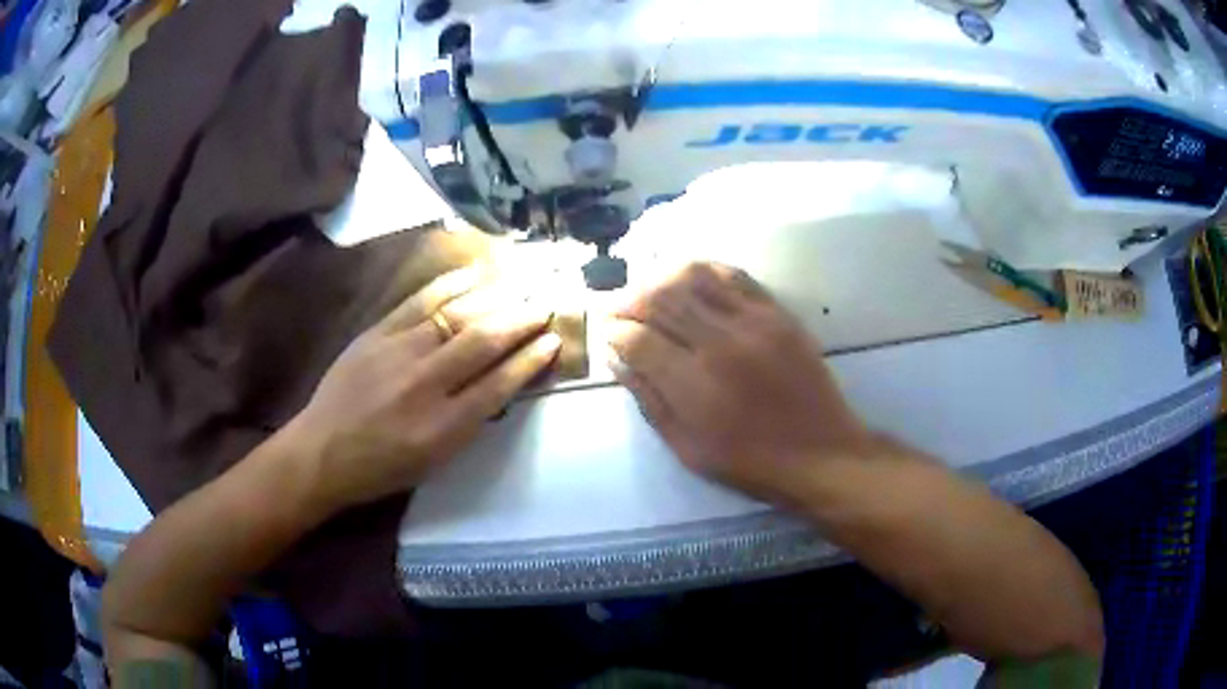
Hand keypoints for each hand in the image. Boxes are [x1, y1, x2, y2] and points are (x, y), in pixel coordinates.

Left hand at [288, 268, 560, 512]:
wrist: (322, 451)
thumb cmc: (381, 468)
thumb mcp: (434, 462)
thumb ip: (469, 423)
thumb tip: (501, 383)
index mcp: (444, 428)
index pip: (500, 384)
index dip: (531, 359)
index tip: (554, 339)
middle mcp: (426, 385)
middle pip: (484, 341)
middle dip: (521, 319)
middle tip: (545, 304)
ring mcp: (399, 352)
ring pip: (457, 315)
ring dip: (494, 297)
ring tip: (520, 285)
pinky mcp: (377, 333)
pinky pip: (419, 301)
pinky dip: (450, 285)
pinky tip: (473, 274)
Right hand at [607, 262, 876, 505]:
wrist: (820, 453)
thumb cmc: (750, 462)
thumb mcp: (687, 448)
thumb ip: (649, 400)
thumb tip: (618, 359)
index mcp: (695, 385)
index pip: (638, 339)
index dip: (614, 332)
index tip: (607, 334)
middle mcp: (720, 343)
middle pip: (660, 300)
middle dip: (629, 300)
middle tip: (617, 308)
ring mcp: (753, 322)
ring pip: (693, 277)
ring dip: (660, 278)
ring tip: (647, 289)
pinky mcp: (778, 313)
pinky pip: (733, 276)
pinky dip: (703, 270)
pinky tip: (688, 279)